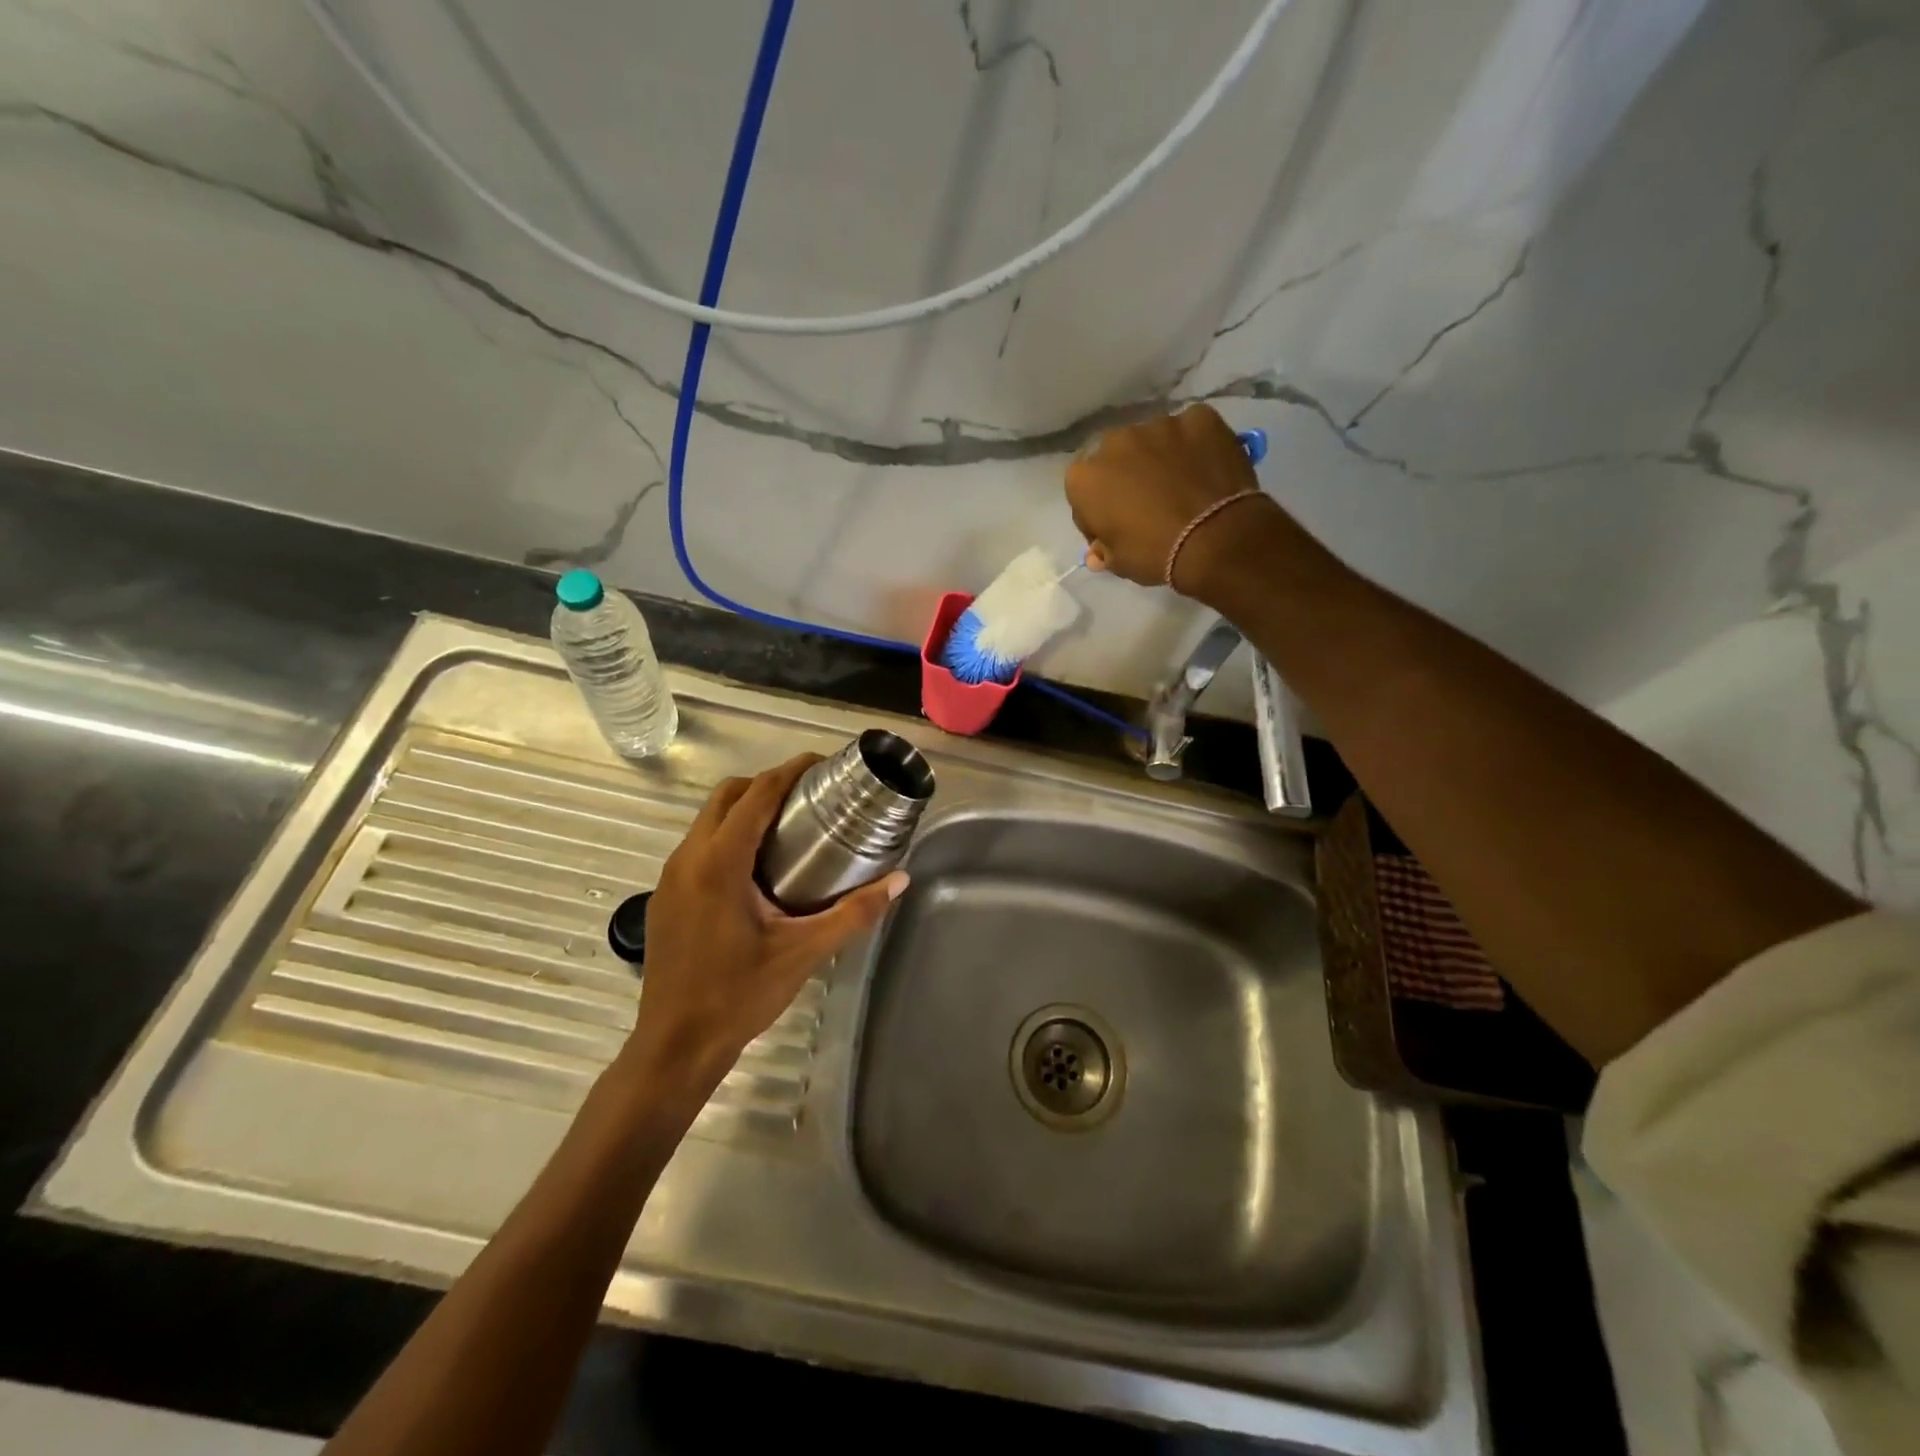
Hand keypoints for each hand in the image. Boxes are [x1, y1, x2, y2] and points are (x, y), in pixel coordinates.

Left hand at [623, 754, 907, 1096]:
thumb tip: (899, 880)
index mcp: (720, 863)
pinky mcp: (665, 896)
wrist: (674, 1045)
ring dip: (745, 809)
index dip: (790, 771)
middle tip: (809, 796)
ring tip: (788, 826)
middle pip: (727, 796)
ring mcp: (671, 877)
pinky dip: (728, 835)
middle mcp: (688, 858)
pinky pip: (698, 846)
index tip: (822, 765)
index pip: (756, 794)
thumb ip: (854, 913)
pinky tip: (757, 868)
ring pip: (708, 820)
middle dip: (767, 784)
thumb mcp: (803, 952)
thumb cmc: (739, 995)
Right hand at [1065, 403, 1277, 592]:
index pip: (1083, 492)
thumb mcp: (1118, 563)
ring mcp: (1158, 424)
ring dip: (1160, 458)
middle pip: (1116, 458)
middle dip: (1127, 476)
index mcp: (1085, 478)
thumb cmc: (1155, 554)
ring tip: (1181, 484)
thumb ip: (1103, 548)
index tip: (1114, 528)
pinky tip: (1206, 468)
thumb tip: (1099, 549)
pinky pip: (1191, 430)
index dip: (1098, 511)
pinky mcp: (1199, 416)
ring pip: (1153, 440)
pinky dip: (1194, 445)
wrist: (1216, 538)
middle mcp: (1114, 441)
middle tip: (1148, 503)